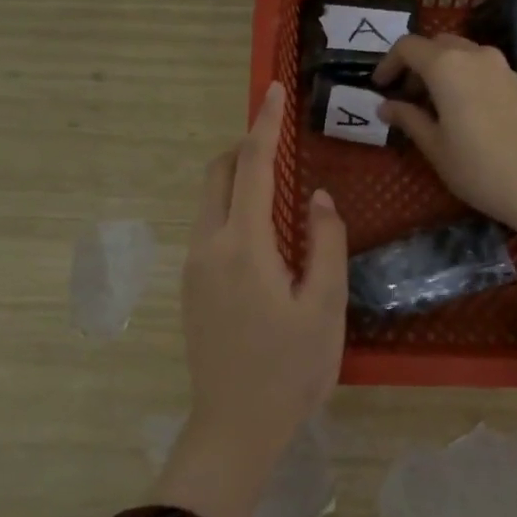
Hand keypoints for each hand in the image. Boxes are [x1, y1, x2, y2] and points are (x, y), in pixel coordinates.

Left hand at [152, 81, 348, 516]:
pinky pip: (208, 228)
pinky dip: (231, 210)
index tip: (271, 90)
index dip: (263, 125)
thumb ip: (326, 243)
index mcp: (244, 246)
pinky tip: (262, 238)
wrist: (235, 427)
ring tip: (278, 192)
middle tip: (279, 145)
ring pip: (208, 202)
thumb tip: (316, 198)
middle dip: (243, 148)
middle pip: (216, 175)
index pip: (251, 167)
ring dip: (236, 181)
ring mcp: (193, 267)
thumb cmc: (291, 369)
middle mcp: (208, 246)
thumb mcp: (325, 306)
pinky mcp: (190, 287)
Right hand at [372, 35, 516, 234]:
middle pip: (435, 44)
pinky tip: (457, 108)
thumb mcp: (434, 146)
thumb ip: (408, 119)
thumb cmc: (477, 168)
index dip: (388, 63)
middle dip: (414, 64)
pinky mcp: (515, 81)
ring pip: (459, 52)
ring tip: (429, 105)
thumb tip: (385, 107)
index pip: (408, 47)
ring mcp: (499, 65)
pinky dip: (460, 75)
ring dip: (438, 69)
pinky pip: (478, 65)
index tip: (379, 87)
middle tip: (403, 97)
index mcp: (447, 66)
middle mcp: (473, 54)